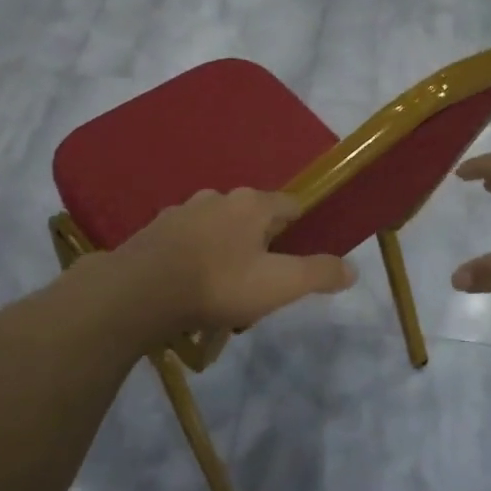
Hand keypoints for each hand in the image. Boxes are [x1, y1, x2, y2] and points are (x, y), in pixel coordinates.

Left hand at [115, 188, 355, 333]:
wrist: (138, 292)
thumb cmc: (218, 284)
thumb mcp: (279, 285)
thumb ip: (318, 274)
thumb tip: (352, 269)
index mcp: (252, 203)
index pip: (291, 205)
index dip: (302, 229)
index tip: (302, 258)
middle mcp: (218, 197)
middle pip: (253, 218)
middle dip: (262, 246)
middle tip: (262, 284)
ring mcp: (182, 211)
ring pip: (218, 229)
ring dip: (227, 252)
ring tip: (223, 292)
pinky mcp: (155, 231)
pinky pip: (188, 242)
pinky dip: (195, 258)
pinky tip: (190, 288)